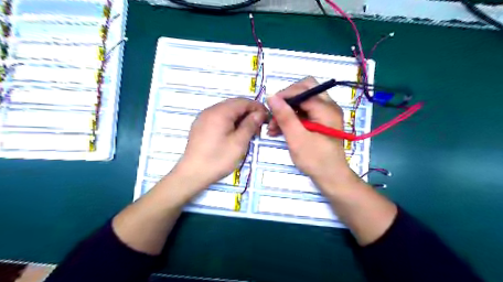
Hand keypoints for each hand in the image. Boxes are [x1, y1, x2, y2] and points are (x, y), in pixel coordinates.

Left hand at [173, 98, 266, 190]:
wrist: (192, 174)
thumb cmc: (218, 159)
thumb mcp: (239, 143)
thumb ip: (250, 125)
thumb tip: (259, 113)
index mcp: (220, 112)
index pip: (243, 102)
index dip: (257, 107)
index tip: (267, 117)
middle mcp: (210, 110)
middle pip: (234, 105)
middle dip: (249, 112)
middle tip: (259, 126)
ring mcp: (203, 118)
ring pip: (226, 111)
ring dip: (239, 117)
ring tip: (248, 131)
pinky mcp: (200, 126)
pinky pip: (218, 118)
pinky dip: (230, 121)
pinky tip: (234, 133)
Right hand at [266, 76, 357, 187]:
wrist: (331, 177)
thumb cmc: (315, 160)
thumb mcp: (297, 138)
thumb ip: (285, 116)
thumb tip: (271, 96)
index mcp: (326, 109)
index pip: (303, 90)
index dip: (284, 95)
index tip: (269, 107)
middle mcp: (329, 106)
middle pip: (305, 90)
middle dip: (287, 100)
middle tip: (274, 113)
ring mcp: (326, 113)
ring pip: (304, 101)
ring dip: (288, 110)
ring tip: (273, 127)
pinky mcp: (322, 121)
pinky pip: (305, 112)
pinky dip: (292, 118)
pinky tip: (280, 130)